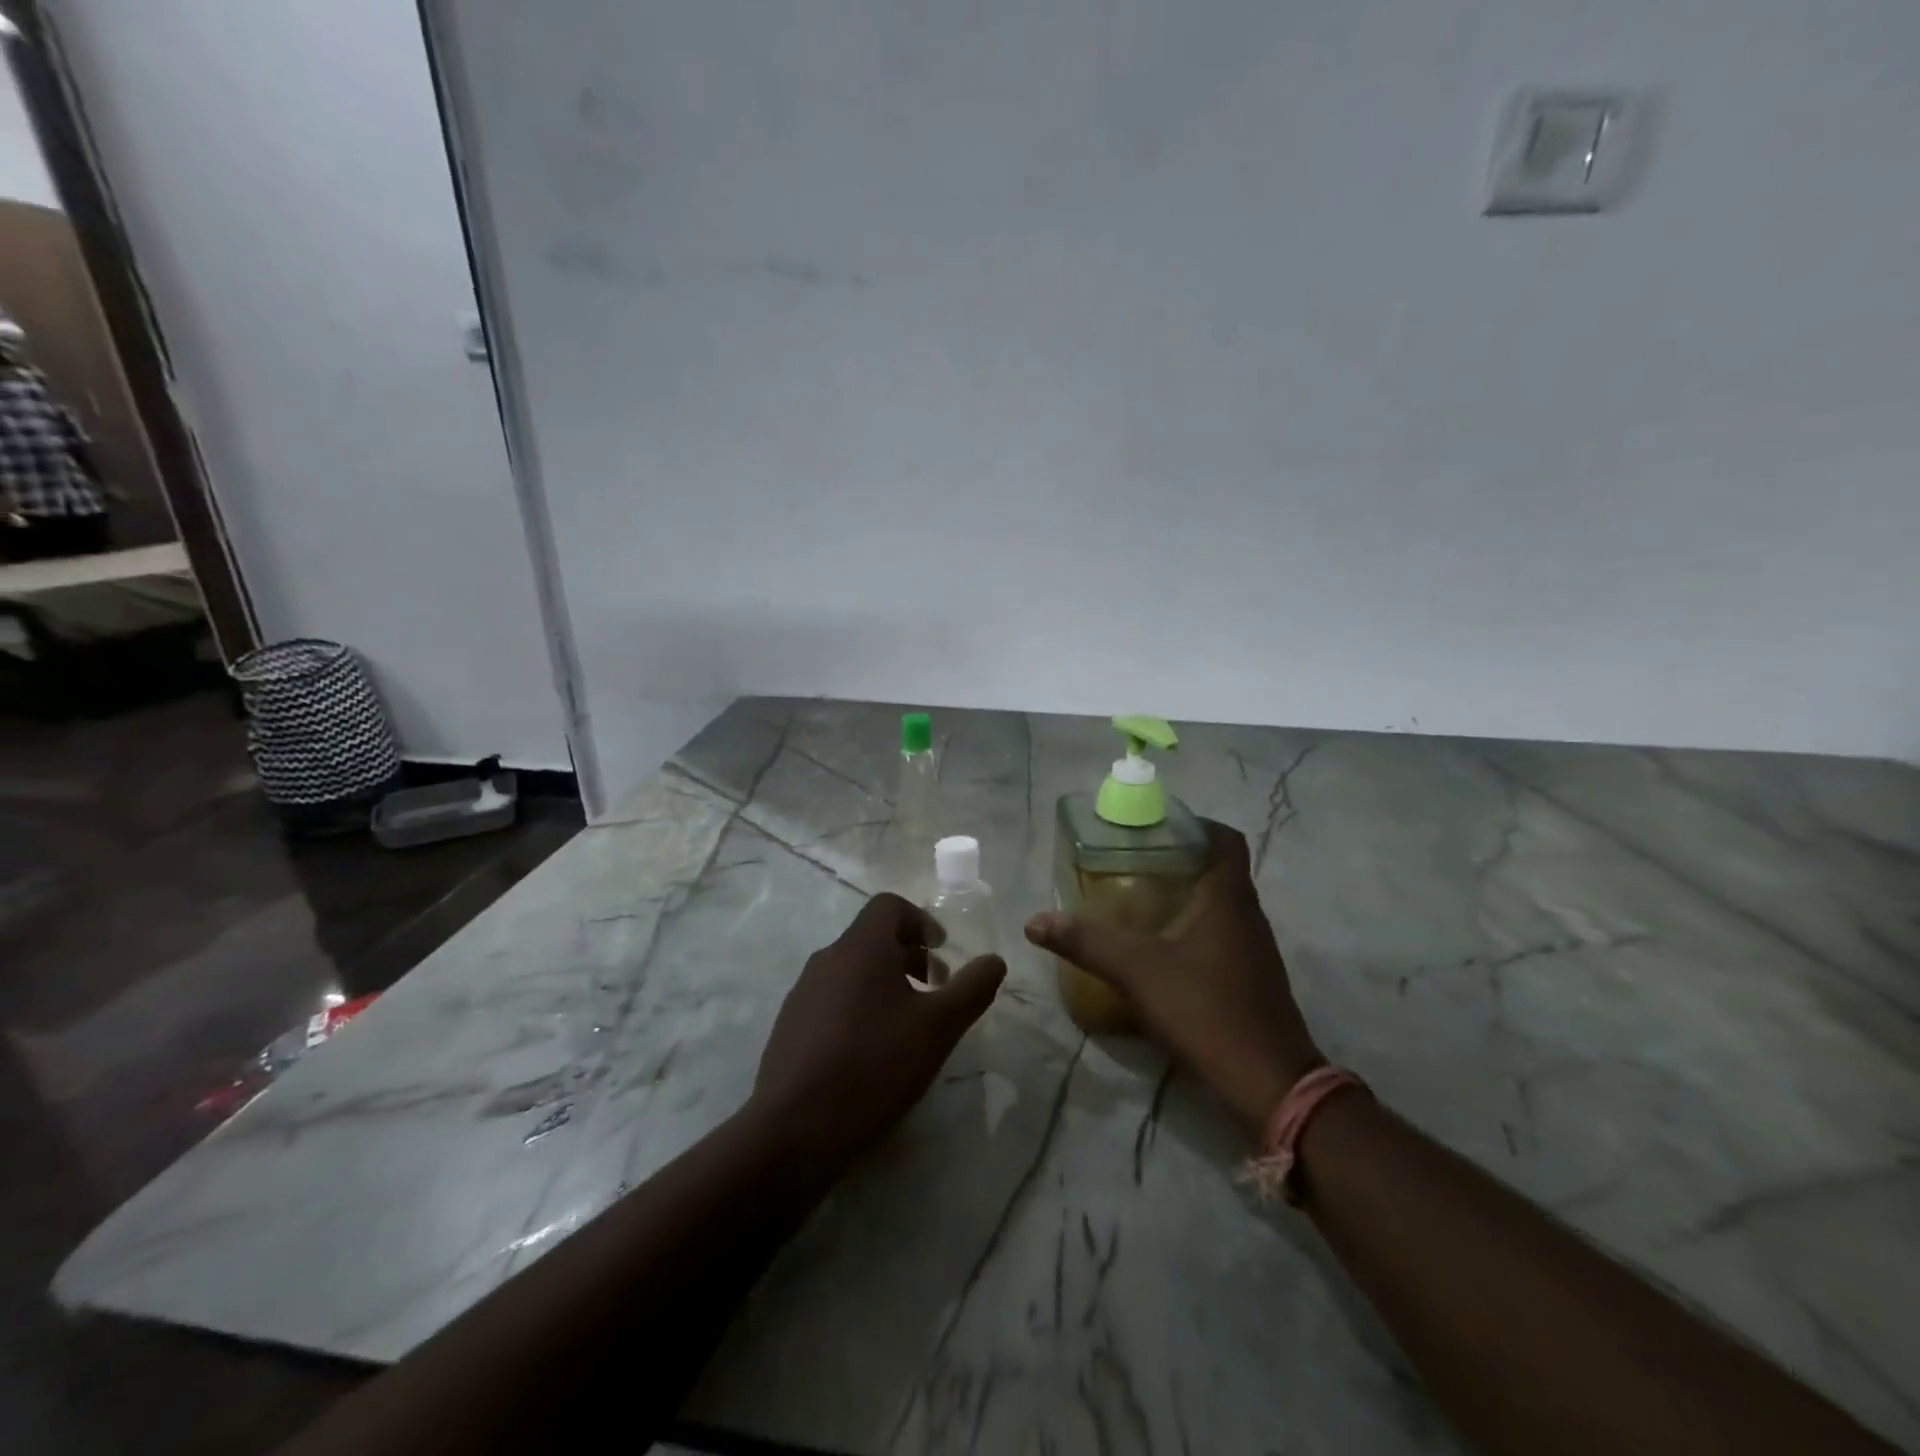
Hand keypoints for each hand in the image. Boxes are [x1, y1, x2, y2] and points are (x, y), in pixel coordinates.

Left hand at [750, 893, 1005, 1169]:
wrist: (793, 1131)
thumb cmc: (874, 1066)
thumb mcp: (938, 1028)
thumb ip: (971, 989)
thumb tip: (995, 960)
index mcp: (860, 947)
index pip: (889, 906)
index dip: (921, 921)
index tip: (943, 952)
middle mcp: (827, 959)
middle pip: (872, 938)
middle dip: (909, 956)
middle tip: (935, 992)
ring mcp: (803, 993)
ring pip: (852, 970)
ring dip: (885, 983)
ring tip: (907, 1026)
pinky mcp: (790, 1026)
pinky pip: (832, 999)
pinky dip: (859, 1007)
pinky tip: (872, 1053)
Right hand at [1025, 822, 1320, 1132]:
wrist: (1270, 1083)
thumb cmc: (1206, 1009)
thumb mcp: (1138, 971)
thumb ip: (1087, 942)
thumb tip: (1035, 921)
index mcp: (1228, 897)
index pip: (1225, 839)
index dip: (1196, 824)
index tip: (1157, 826)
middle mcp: (1248, 915)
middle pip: (1218, 869)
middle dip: (1179, 860)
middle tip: (1133, 861)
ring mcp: (1255, 949)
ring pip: (1220, 905)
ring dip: (1186, 896)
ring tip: (1140, 899)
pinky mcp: (1253, 979)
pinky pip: (1222, 936)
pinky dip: (1194, 929)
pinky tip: (1162, 949)